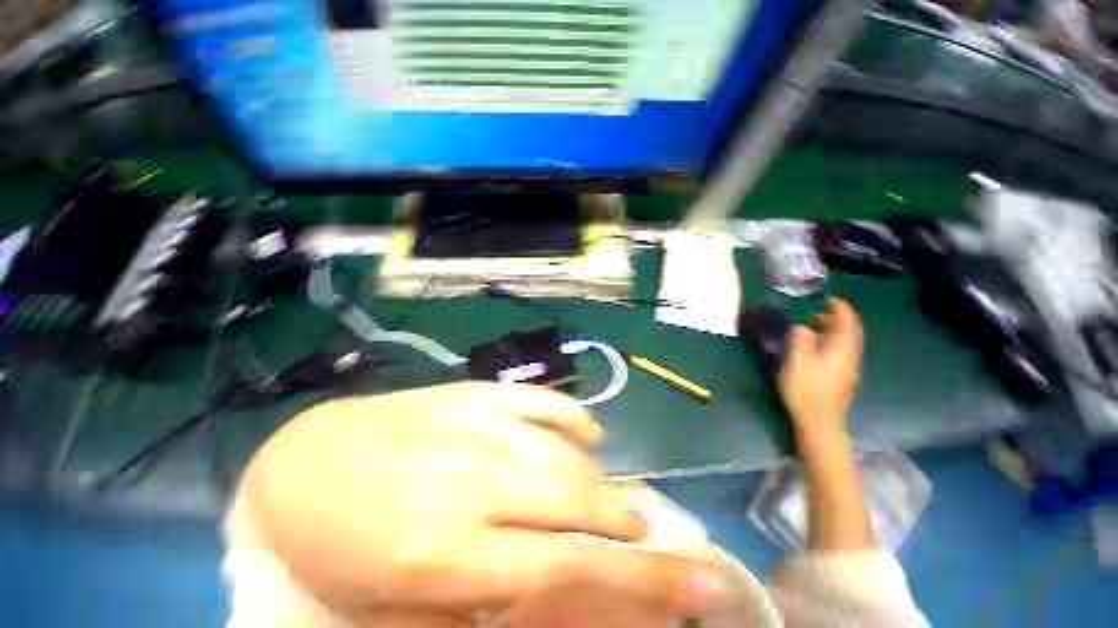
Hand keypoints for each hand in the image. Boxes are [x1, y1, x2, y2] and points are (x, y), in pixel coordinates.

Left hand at [235, 382, 731, 624]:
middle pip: (579, 499)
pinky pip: (543, 400)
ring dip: (599, 478)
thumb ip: (492, 601)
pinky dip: (575, 418)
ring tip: (609, 497)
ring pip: (566, 450)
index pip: (569, 567)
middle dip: (629, 521)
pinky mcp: (473, 390)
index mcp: (448, 552)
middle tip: (652, 531)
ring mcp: (476, 422)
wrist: (304, 465)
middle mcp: (473, 479)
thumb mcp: (404, 607)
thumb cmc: (342, 552)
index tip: (698, 575)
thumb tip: (565, 588)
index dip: (642, 577)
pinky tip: (587, 435)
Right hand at [778, 297, 863, 440]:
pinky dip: (831, 345)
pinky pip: (840, 354)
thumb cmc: (806, 389)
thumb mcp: (797, 362)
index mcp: (841, 351)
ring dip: (832, 333)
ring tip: (813, 330)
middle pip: (849, 334)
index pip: (848, 324)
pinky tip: (816, 350)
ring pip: (845, 345)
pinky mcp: (842, 380)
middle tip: (817, 314)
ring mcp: (848, 370)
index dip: (841, 309)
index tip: (831, 299)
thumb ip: (800, 341)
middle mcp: (850, 358)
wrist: (819, 421)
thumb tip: (802, 327)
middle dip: (836, 321)